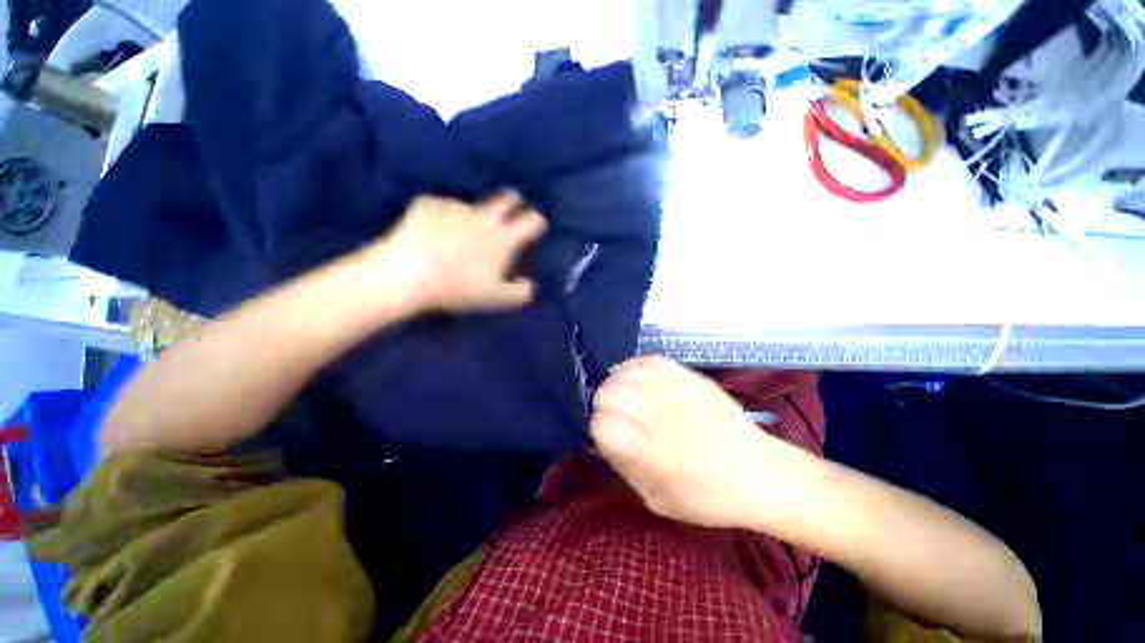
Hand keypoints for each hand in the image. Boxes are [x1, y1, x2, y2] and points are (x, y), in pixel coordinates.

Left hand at [360, 192, 546, 313]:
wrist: (408, 274)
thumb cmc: (458, 288)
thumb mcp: (496, 298)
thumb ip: (519, 292)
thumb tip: (531, 286)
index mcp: (503, 238)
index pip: (531, 221)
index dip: (537, 221)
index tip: (538, 224)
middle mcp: (483, 217)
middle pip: (506, 199)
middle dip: (514, 201)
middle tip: (512, 209)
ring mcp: (454, 207)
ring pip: (471, 203)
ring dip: (473, 213)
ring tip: (463, 227)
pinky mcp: (427, 205)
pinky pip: (440, 205)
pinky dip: (441, 213)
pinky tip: (433, 225)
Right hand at [590, 356, 775, 528]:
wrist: (759, 472)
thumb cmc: (707, 497)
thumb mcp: (655, 498)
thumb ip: (623, 465)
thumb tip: (603, 439)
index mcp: (647, 450)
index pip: (599, 424)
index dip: (598, 431)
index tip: (608, 438)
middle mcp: (655, 413)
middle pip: (606, 394)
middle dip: (603, 407)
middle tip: (615, 418)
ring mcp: (671, 388)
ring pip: (622, 374)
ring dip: (615, 386)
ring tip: (625, 398)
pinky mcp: (684, 374)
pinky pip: (644, 361)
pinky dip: (633, 369)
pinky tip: (638, 381)